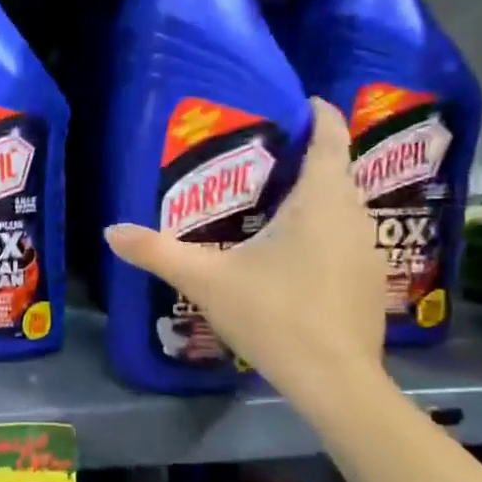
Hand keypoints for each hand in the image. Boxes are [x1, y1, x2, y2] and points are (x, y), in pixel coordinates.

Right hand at [105, 97, 386, 405]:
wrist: (334, 380)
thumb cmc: (274, 315)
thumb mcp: (206, 281)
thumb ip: (157, 252)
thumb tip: (112, 231)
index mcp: (320, 201)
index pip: (329, 139)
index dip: (319, 114)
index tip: (301, 101)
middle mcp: (352, 216)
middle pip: (335, 171)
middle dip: (307, 157)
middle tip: (263, 156)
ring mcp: (368, 250)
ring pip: (342, 207)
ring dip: (315, 196)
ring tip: (272, 200)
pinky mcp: (369, 281)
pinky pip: (345, 237)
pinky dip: (322, 229)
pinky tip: (292, 253)